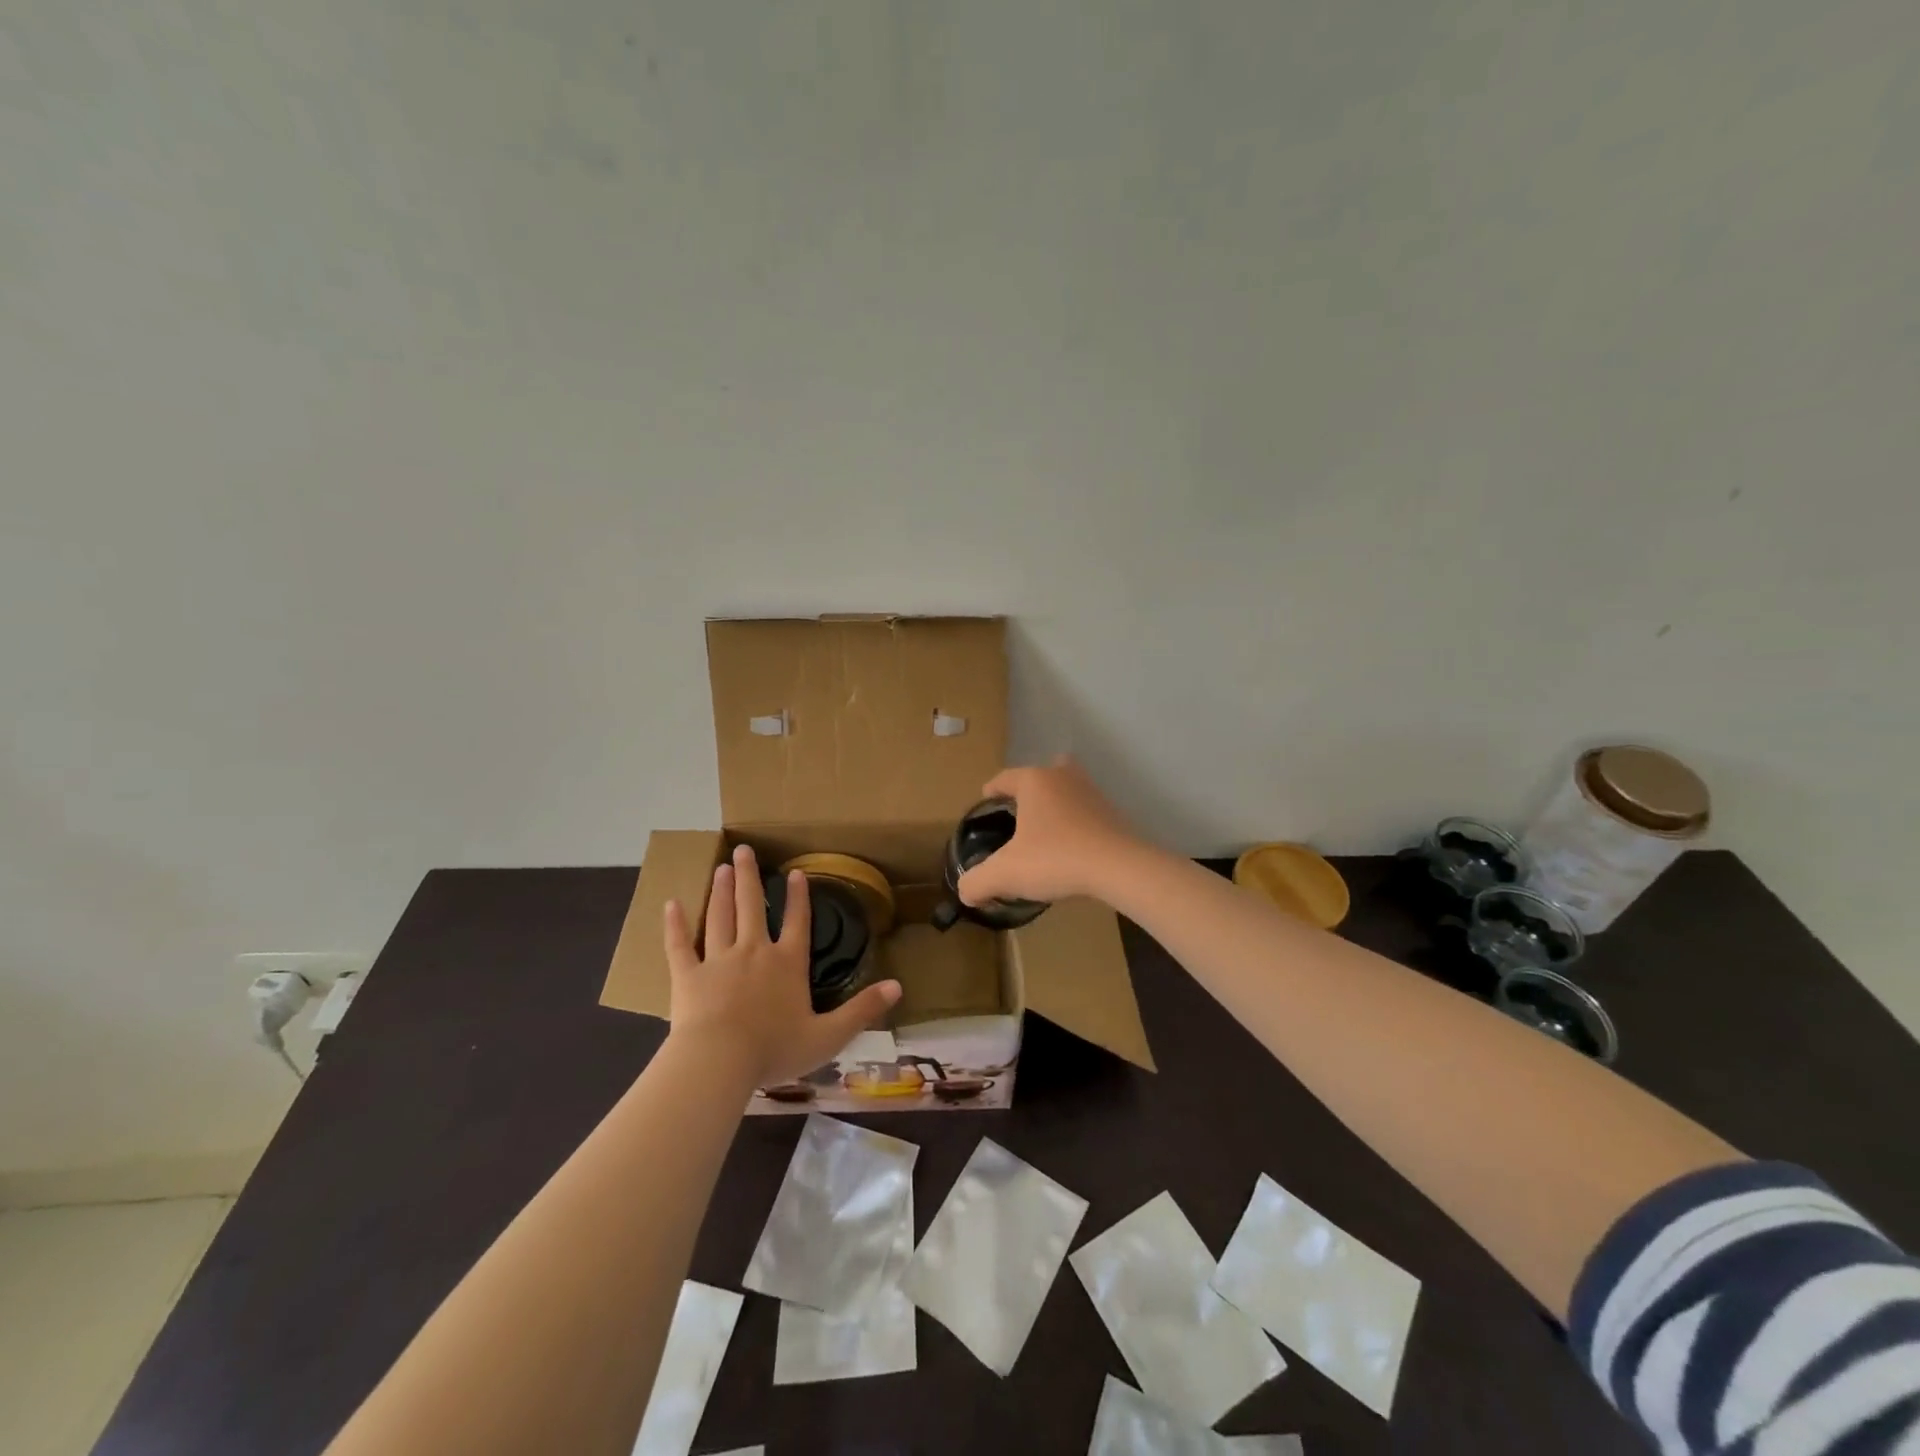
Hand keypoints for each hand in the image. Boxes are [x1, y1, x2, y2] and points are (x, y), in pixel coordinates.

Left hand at [663, 845, 900, 1087]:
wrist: (719, 1062)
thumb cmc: (775, 1050)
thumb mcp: (829, 1035)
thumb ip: (862, 1010)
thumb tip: (899, 986)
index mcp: (787, 964)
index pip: (797, 923)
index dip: (798, 898)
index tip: (795, 873)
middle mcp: (754, 952)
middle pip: (752, 907)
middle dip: (751, 878)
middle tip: (744, 850)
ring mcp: (718, 961)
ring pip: (720, 917)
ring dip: (722, 891)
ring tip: (722, 868)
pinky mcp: (688, 976)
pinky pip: (679, 945)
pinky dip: (674, 925)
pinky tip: (671, 904)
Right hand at [956, 757, 1147, 907]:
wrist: (1119, 867)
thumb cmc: (1056, 859)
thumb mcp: (1006, 873)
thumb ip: (977, 881)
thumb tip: (965, 891)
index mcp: (1034, 781)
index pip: (1004, 778)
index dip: (991, 790)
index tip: (985, 802)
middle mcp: (1063, 778)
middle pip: (1040, 776)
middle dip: (1028, 792)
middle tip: (1017, 815)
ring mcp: (1092, 793)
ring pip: (1067, 791)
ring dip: (1055, 805)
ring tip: (1044, 831)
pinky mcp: (1113, 814)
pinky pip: (1086, 811)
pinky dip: (1076, 823)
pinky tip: (1071, 847)